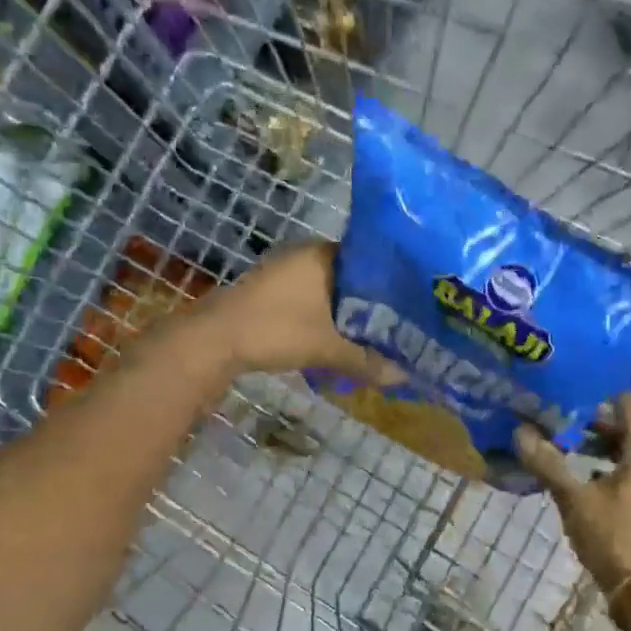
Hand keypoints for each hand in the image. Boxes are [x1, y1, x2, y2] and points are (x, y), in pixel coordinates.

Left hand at [192, 242, 401, 382]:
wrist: (214, 340)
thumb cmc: (276, 330)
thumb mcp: (328, 348)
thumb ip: (368, 361)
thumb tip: (404, 377)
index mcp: (324, 254)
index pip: (373, 260)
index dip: (396, 282)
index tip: (416, 303)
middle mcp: (307, 255)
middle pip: (354, 277)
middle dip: (375, 302)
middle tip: (404, 323)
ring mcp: (287, 272)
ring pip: (333, 290)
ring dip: (351, 312)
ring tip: (380, 333)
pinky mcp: (273, 291)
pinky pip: (314, 299)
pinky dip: (330, 317)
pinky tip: (343, 336)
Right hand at [514, 393, 630, 602]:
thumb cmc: (615, 537)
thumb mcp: (576, 499)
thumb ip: (549, 465)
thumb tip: (520, 432)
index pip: (629, 407)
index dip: (607, 390)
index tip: (581, 375)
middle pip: (624, 431)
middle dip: (594, 419)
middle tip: (560, 407)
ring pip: (620, 456)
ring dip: (594, 446)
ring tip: (561, 438)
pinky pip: (617, 476)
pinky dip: (596, 469)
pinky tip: (572, 475)